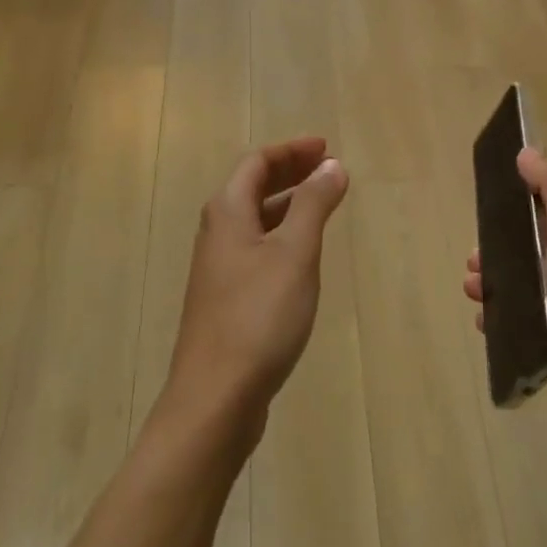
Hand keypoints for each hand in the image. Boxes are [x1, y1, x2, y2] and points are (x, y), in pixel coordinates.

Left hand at [164, 137, 350, 442]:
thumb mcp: (295, 253)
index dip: (292, 150)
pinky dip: (282, 236)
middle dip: (291, 173)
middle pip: (253, 187)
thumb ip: (314, 204)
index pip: (258, 162)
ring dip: (288, 204)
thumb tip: (332, 165)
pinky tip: (302, 256)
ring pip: (255, 220)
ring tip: (323, 205)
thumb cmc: (258, 316)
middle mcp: (217, 232)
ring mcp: (219, 268)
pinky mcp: (225, 299)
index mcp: (228, 211)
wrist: (214, 399)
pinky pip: (257, 248)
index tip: (326, 148)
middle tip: (328, 169)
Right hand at [463, 148, 546, 443]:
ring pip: (518, 290)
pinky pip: (517, 326)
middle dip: (494, 253)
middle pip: (526, 255)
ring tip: (474, 292)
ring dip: (491, 285)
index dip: (516, 210)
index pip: (546, 217)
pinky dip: (497, 321)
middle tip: (473, 263)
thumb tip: (529, 150)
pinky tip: (484, 323)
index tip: (487, 211)